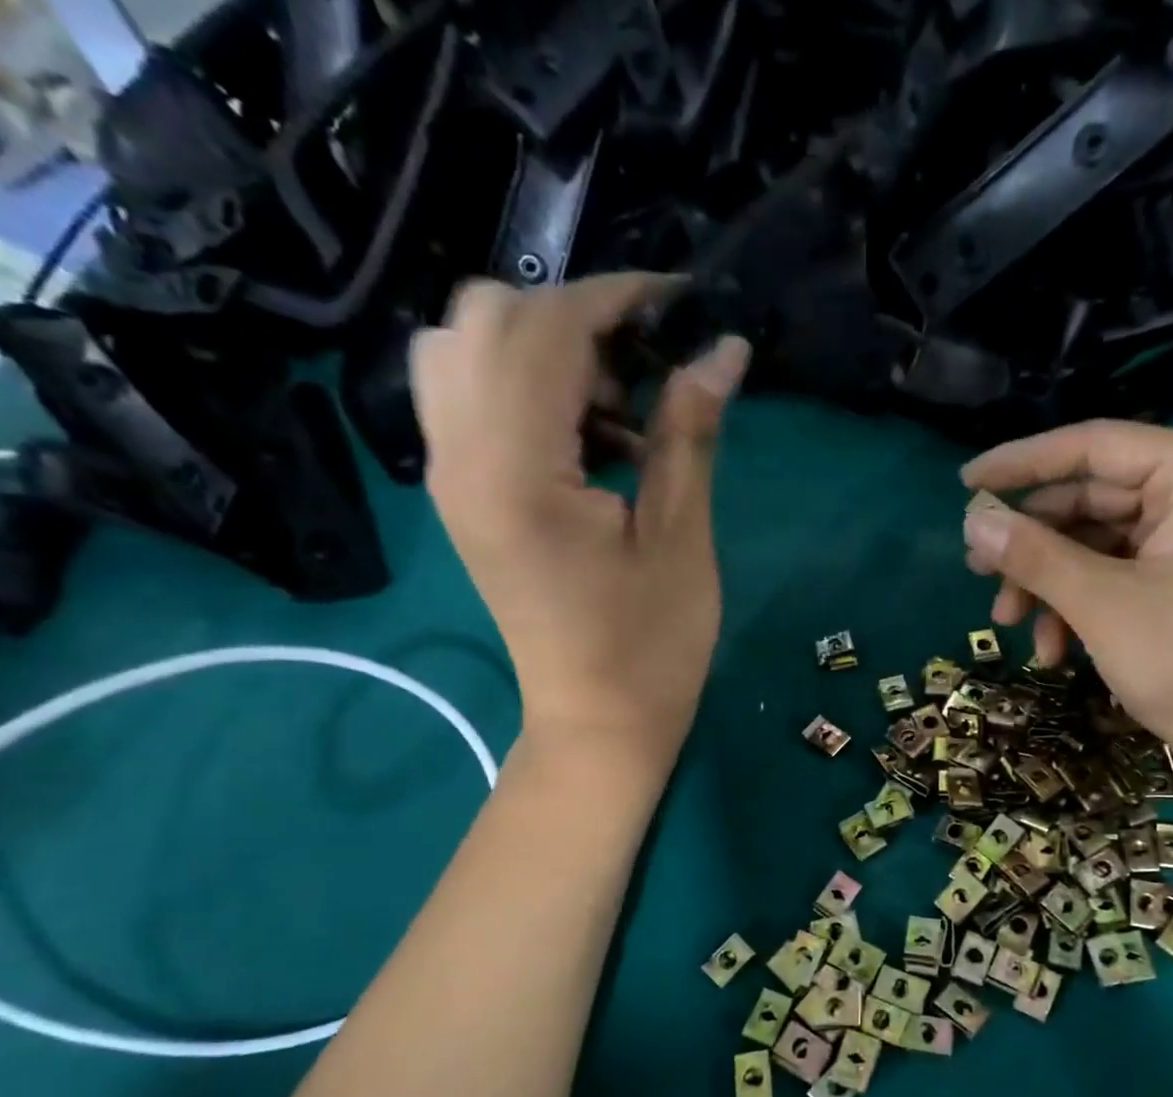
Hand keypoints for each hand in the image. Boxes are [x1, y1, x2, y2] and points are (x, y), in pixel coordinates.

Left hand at [412, 275, 749, 767]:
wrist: (597, 723)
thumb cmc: (653, 646)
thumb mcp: (681, 538)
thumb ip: (689, 432)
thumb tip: (723, 348)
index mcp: (516, 470)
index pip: (546, 329)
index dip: (616, 297)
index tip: (680, 302)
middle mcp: (459, 458)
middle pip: (486, 317)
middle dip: (575, 319)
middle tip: (646, 374)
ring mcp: (448, 477)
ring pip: (462, 349)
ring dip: (540, 349)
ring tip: (613, 407)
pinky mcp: (459, 496)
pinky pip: (466, 397)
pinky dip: (522, 386)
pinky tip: (586, 440)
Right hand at [961, 420, 1172, 791]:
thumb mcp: (1102, 604)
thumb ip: (1034, 556)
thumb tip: (971, 523)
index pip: (1093, 447)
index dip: (1022, 464)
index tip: (965, 484)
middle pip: (1089, 500)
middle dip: (1032, 545)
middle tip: (977, 573)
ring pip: (1094, 545)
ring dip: (1048, 585)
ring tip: (1008, 623)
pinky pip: (1114, 577)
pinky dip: (1078, 607)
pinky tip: (1053, 650)